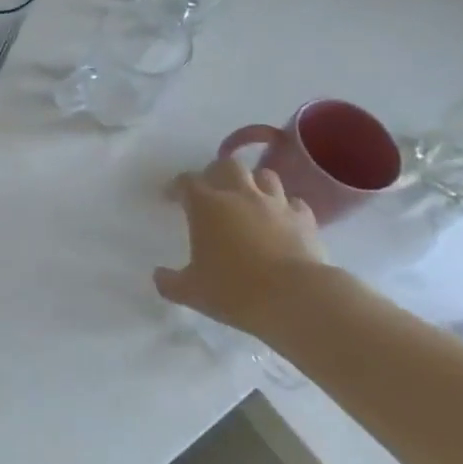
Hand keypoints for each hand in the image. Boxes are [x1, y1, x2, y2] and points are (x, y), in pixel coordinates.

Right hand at [153, 159, 328, 334]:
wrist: (295, 297)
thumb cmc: (235, 290)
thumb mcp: (192, 292)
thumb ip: (170, 282)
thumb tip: (158, 276)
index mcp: (207, 206)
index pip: (186, 182)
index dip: (176, 187)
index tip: (171, 198)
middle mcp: (240, 195)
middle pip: (227, 165)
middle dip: (217, 173)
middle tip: (211, 191)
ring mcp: (276, 204)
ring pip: (264, 176)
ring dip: (254, 183)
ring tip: (248, 200)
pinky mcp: (304, 219)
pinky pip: (294, 202)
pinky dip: (285, 207)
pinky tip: (281, 221)